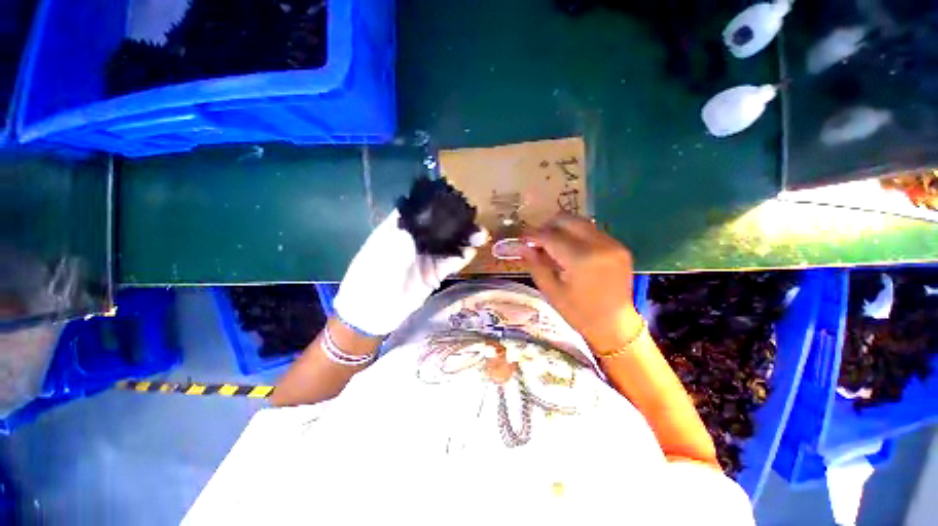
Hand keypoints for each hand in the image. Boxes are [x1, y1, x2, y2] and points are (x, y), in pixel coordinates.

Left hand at [333, 210, 486, 335]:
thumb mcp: (379, 263)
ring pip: (448, 244)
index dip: (434, 203)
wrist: (372, 316)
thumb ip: (396, 249)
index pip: (417, 211)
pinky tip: (473, 251)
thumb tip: (414, 231)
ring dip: (464, 238)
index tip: (453, 197)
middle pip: (438, 226)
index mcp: (397, 231)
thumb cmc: (369, 283)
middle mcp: (415, 241)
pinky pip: (451, 263)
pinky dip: (462, 257)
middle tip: (473, 217)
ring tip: (480, 234)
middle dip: (455, 221)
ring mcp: (426, 258)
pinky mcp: (434, 274)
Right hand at [520, 214, 641, 350]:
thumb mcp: (551, 291)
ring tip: (551, 244)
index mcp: (581, 259)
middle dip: (547, 226)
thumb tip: (522, 246)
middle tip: (536, 241)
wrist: (615, 325)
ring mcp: (613, 243)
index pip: (550, 236)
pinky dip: (575, 234)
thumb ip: (535, 264)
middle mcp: (599, 244)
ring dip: (561, 228)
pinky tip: (568, 249)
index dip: (533, 235)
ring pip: (580, 222)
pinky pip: (591, 230)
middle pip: (567, 220)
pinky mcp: (619, 246)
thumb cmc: (578, 312)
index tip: (521, 239)